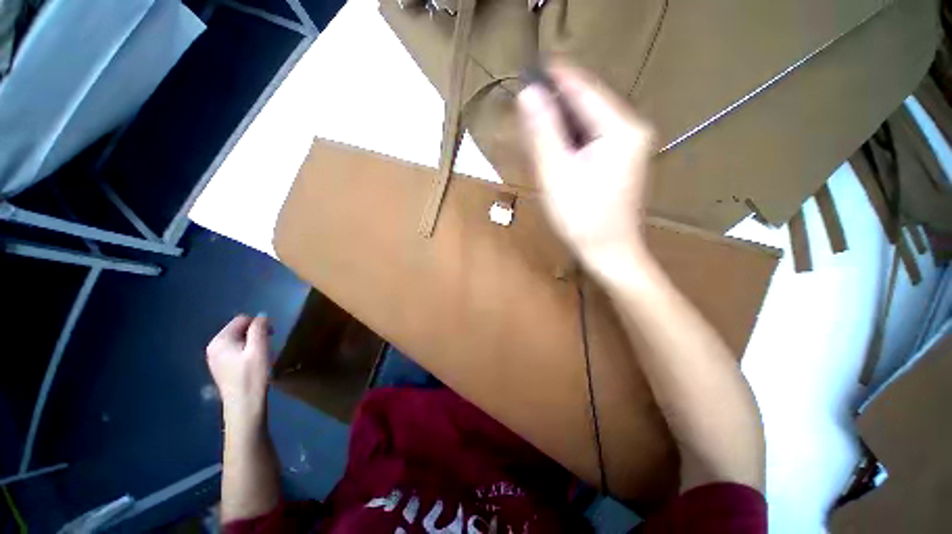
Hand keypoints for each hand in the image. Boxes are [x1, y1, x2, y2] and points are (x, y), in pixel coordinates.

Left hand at [206, 315, 270, 425]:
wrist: (243, 405)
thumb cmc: (252, 376)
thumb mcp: (259, 349)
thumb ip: (259, 329)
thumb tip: (262, 316)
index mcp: (220, 340)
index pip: (241, 319)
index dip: (258, 323)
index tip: (271, 334)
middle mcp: (213, 346)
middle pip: (238, 328)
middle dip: (254, 332)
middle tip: (268, 343)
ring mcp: (214, 357)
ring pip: (237, 339)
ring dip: (251, 342)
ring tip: (261, 353)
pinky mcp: (219, 366)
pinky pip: (234, 349)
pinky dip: (245, 350)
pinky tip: (252, 362)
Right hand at [517, 62, 653, 271]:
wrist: (609, 252)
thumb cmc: (581, 217)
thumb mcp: (556, 174)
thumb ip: (543, 131)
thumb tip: (528, 93)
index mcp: (621, 129)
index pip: (585, 90)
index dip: (557, 76)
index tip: (533, 65)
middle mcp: (632, 129)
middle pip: (589, 104)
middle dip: (558, 102)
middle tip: (528, 102)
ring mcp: (631, 146)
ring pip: (590, 122)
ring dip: (562, 121)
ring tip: (536, 123)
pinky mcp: (623, 160)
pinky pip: (594, 138)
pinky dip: (572, 138)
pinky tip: (555, 146)